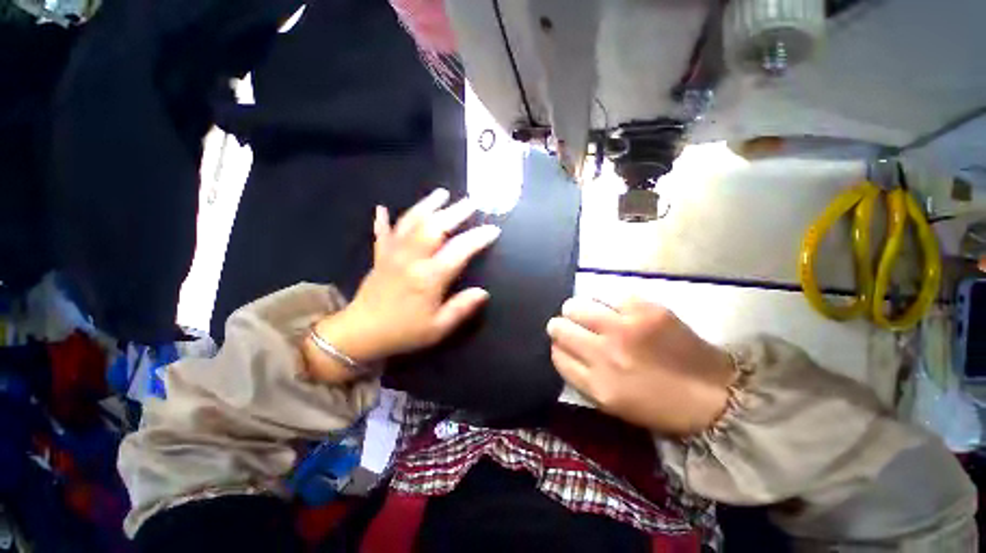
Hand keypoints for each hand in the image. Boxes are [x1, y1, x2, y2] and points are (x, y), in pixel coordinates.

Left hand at [307, 189, 499, 381]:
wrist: (360, 334)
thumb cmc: (404, 332)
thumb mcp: (438, 328)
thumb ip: (461, 308)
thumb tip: (483, 292)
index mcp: (429, 277)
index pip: (459, 250)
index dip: (478, 238)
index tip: (493, 229)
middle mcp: (411, 259)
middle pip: (435, 226)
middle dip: (455, 212)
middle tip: (471, 202)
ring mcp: (393, 254)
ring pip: (411, 222)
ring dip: (427, 205)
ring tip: (442, 193)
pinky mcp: (380, 256)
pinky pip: (382, 233)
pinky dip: (383, 219)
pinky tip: (382, 208)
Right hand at [547, 297, 735, 436]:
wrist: (714, 395)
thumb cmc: (658, 405)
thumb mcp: (612, 403)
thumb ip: (581, 376)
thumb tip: (561, 347)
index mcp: (597, 384)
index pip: (557, 354)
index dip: (557, 346)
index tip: (563, 343)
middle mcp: (605, 354)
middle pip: (559, 327)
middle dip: (559, 325)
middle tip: (571, 325)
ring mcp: (625, 328)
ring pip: (577, 305)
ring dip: (577, 309)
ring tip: (589, 313)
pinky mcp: (646, 310)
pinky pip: (609, 296)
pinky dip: (609, 304)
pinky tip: (618, 311)